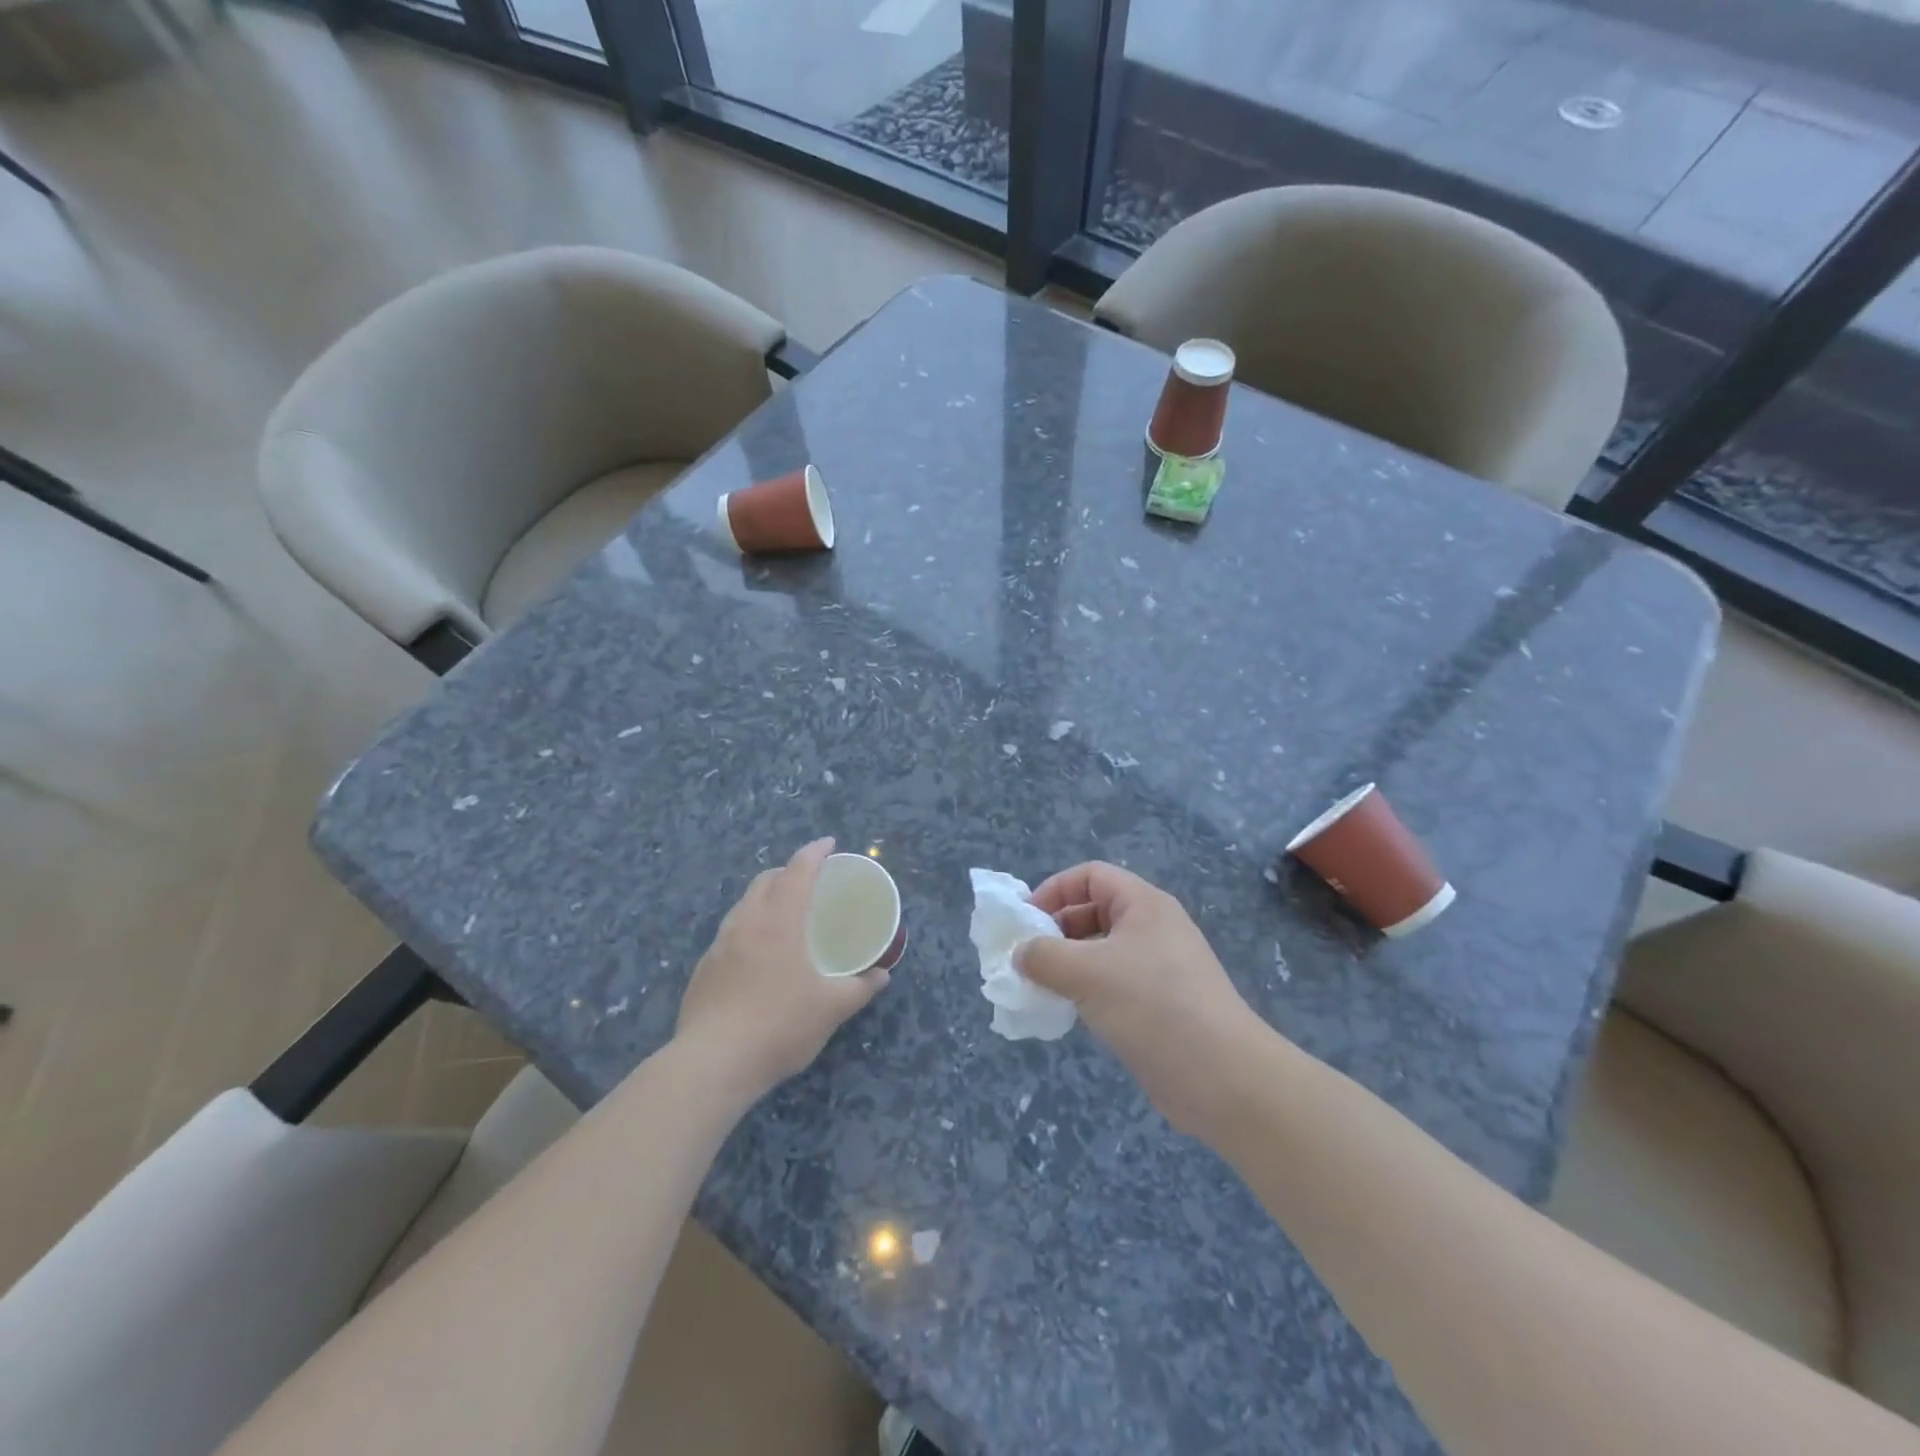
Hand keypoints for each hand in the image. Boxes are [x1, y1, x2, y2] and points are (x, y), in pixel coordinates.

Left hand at [675, 838, 888, 1101]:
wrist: (712, 1064)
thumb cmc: (780, 1025)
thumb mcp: (832, 1008)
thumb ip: (860, 988)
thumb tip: (881, 976)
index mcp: (780, 920)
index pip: (798, 870)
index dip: (815, 852)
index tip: (830, 844)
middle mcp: (746, 922)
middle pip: (766, 880)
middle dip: (788, 872)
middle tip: (810, 883)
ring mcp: (719, 945)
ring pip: (744, 905)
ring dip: (766, 898)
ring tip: (785, 917)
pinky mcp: (703, 969)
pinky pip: (730, 933)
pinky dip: (749, 928)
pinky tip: (759, 957)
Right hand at [1019, 862, 1260, 1136]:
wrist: (1222, 1076)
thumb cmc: (1152, 1005)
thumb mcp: (1087, 973)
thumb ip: (1044, 957)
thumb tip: (1020, 954)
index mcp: (1144, 904)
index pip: (1091, 876)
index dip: (1055, 889)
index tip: (1026, 920)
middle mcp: (1153, 928)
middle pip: (1095, 911)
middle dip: (1058, 929)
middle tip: (1027, 957)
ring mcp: (1159, 968)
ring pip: (1102, 951)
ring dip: (1069, 964)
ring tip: (1041, 986)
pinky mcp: (1160, 1005)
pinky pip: (1114, 984)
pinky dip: (1087, 991)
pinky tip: (1069, 1012)